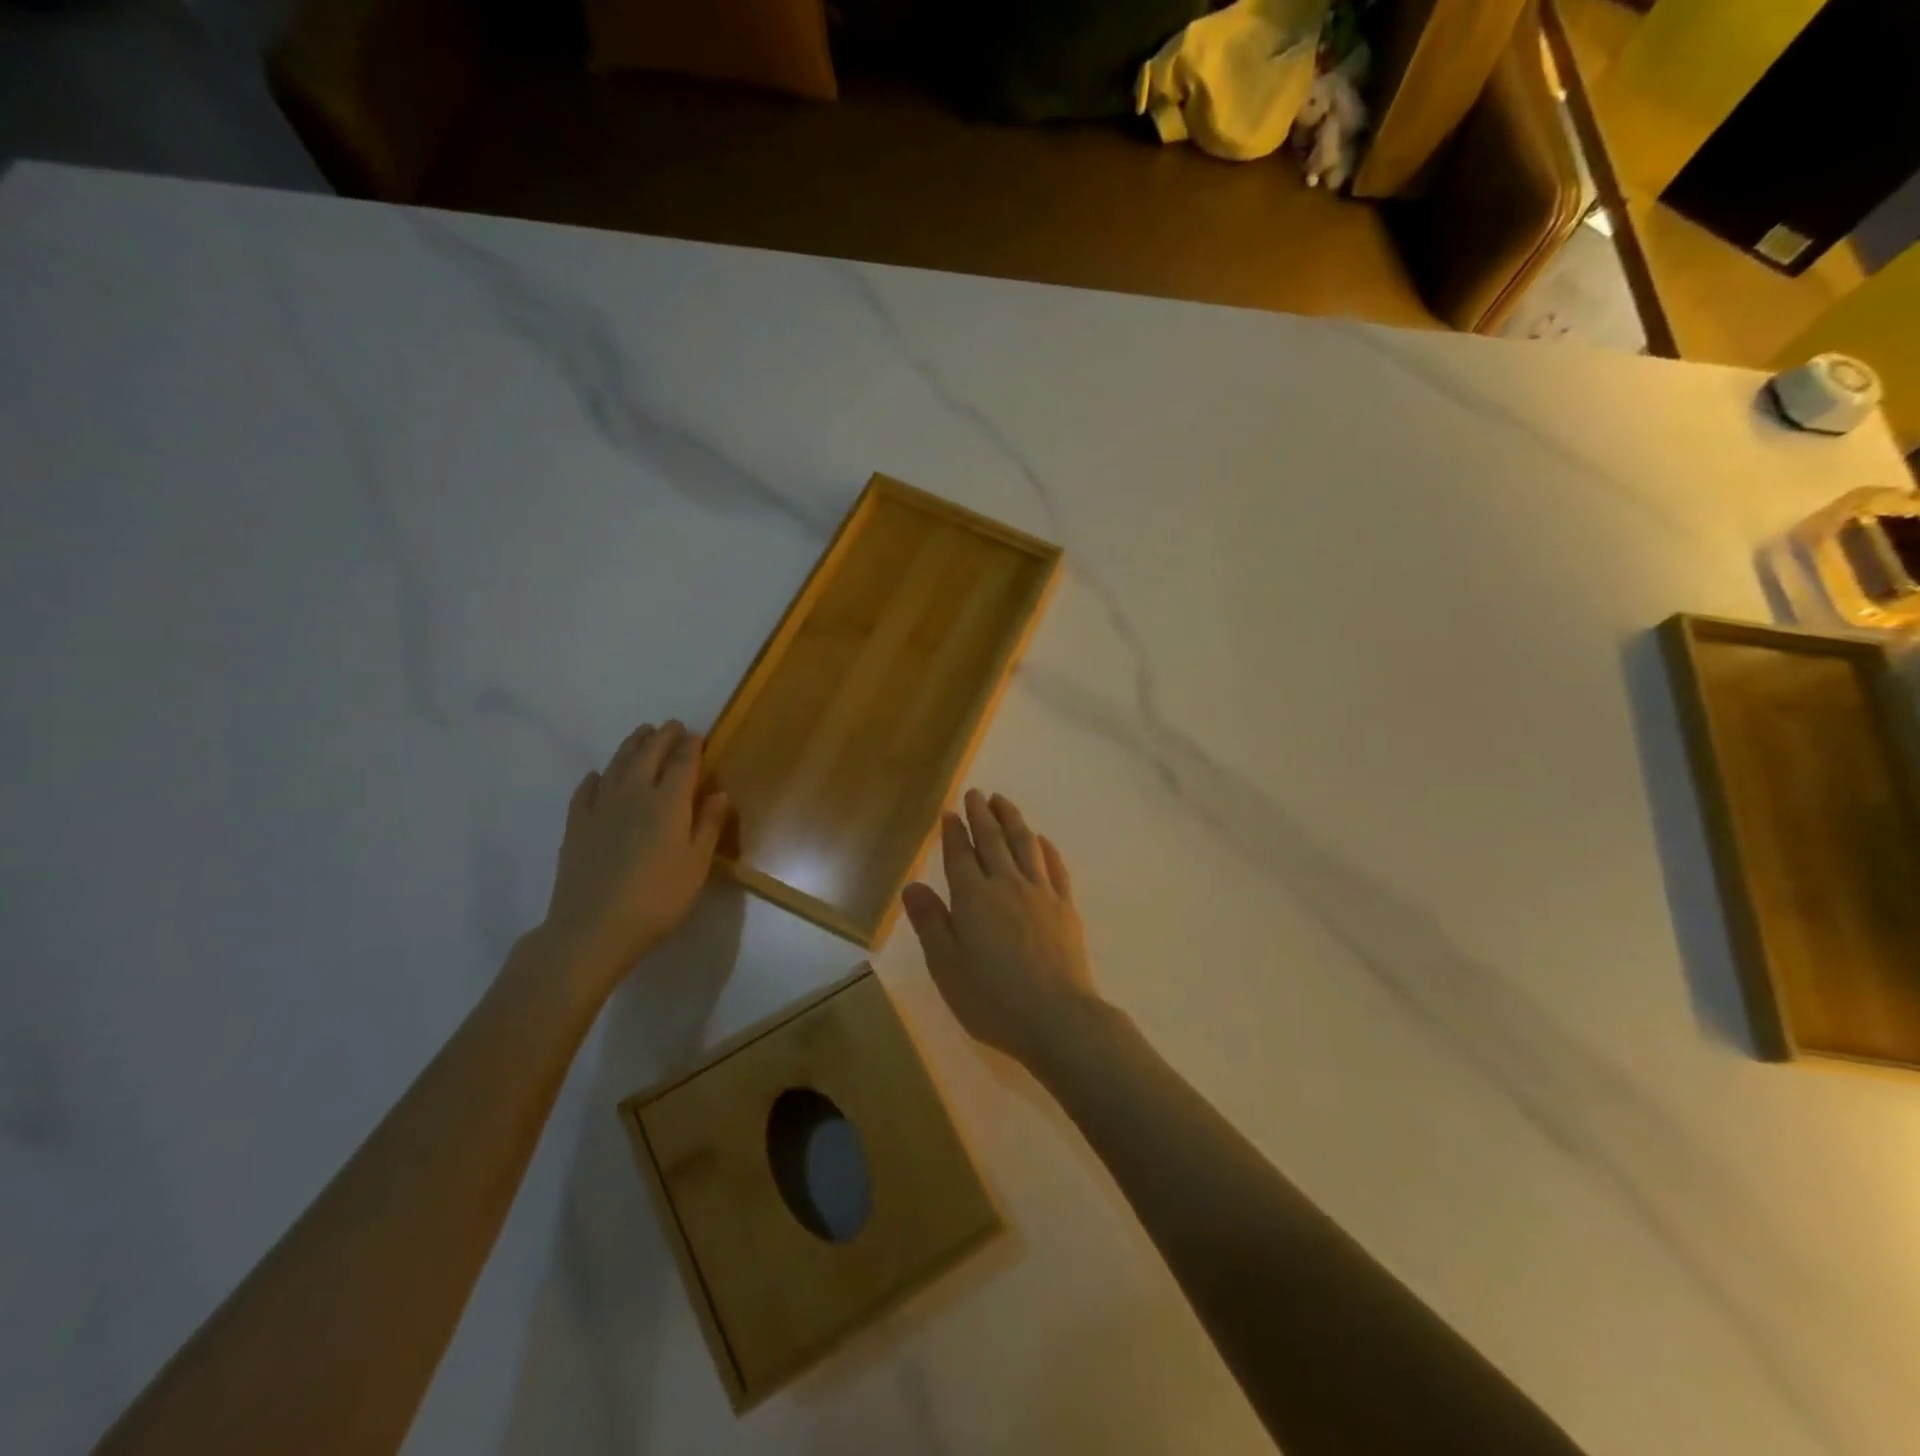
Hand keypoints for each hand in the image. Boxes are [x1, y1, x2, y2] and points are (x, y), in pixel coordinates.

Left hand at [541, 720, 728, 993]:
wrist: (594, 927)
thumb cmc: (658, 899)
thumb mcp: (696, 865)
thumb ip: (708, 825)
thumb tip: (718, 793)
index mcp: (668, 803)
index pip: (682, 763)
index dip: (691, 747)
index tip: (697, 736)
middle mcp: (634, 793)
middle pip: (648, 754)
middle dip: (663, 737)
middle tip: (673, 727)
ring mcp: (600, 806)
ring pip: (618, 764)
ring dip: (632, 745)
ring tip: (642, 735)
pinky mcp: (576, 824)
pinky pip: (587, 789)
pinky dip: (597, 777)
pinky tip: (600, 776)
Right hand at [901, 789, 1101, 1069]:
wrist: (1058, 1018)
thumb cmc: (993, 999)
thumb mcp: (947, 967)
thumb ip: (930, 923)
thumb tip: (912, 886)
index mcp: (973, 898)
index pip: (960, 855)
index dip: (954, 832)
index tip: (950, 812)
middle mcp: (1006, 885)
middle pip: (993, 840)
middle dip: (982, 814)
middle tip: (976, 794)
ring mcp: (1040, 893)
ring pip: (1024, 844)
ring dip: (1012, 819)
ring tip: (1003, 801)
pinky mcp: (1066, 907)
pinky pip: (1054, 866)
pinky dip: (1045, 847)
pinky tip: (1041, 840)